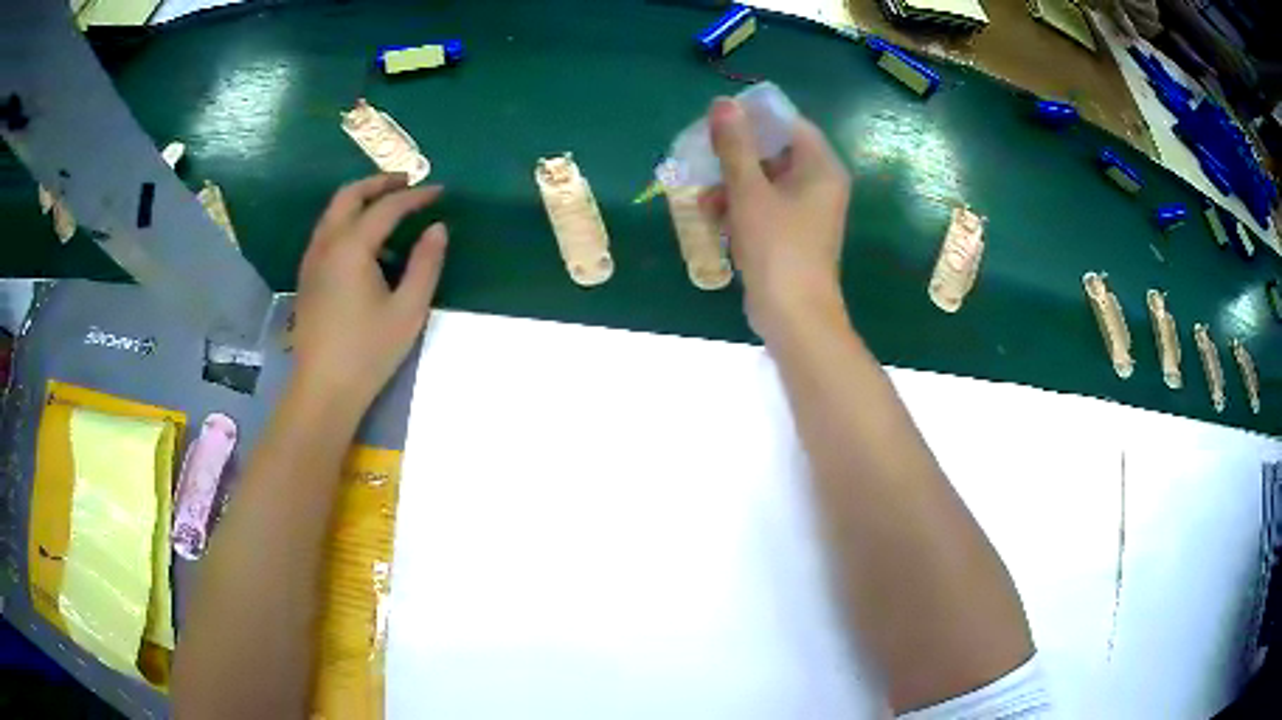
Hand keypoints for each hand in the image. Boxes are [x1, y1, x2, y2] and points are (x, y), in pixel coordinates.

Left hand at [292, 173, 447, 413]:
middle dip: (379, 183)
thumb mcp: (408, 310)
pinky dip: (347, 220)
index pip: (387, 207)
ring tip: (389, 209)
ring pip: (333, 212)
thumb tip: (438, 228)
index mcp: (351, 247)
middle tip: (408, 184)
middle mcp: (326, 244)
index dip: (416, 196)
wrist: (323, 389)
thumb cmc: (369, 352)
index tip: (440, 191)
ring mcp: (312, 259)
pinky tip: (366, 244)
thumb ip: (426, 264)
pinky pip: (327, 232)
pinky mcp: (307, 276)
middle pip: (349, 195)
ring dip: (361, 200)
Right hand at [704, 98, 850, 342]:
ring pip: (765, 181)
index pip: (790, 125)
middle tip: (702, 155)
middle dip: (736, 155)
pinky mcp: (792, 234)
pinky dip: (740, 207)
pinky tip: (712, 217)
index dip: (755, 118)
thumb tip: (723, 104)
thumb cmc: (777, 246)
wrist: (793, 315)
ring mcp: (806, 212)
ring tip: (702, 195)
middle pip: (775, 152)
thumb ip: (735, 146)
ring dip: (732, 184)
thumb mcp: (749, 191)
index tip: (720, 121)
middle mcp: (819, 184)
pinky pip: (765, 206)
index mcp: (820, 167)